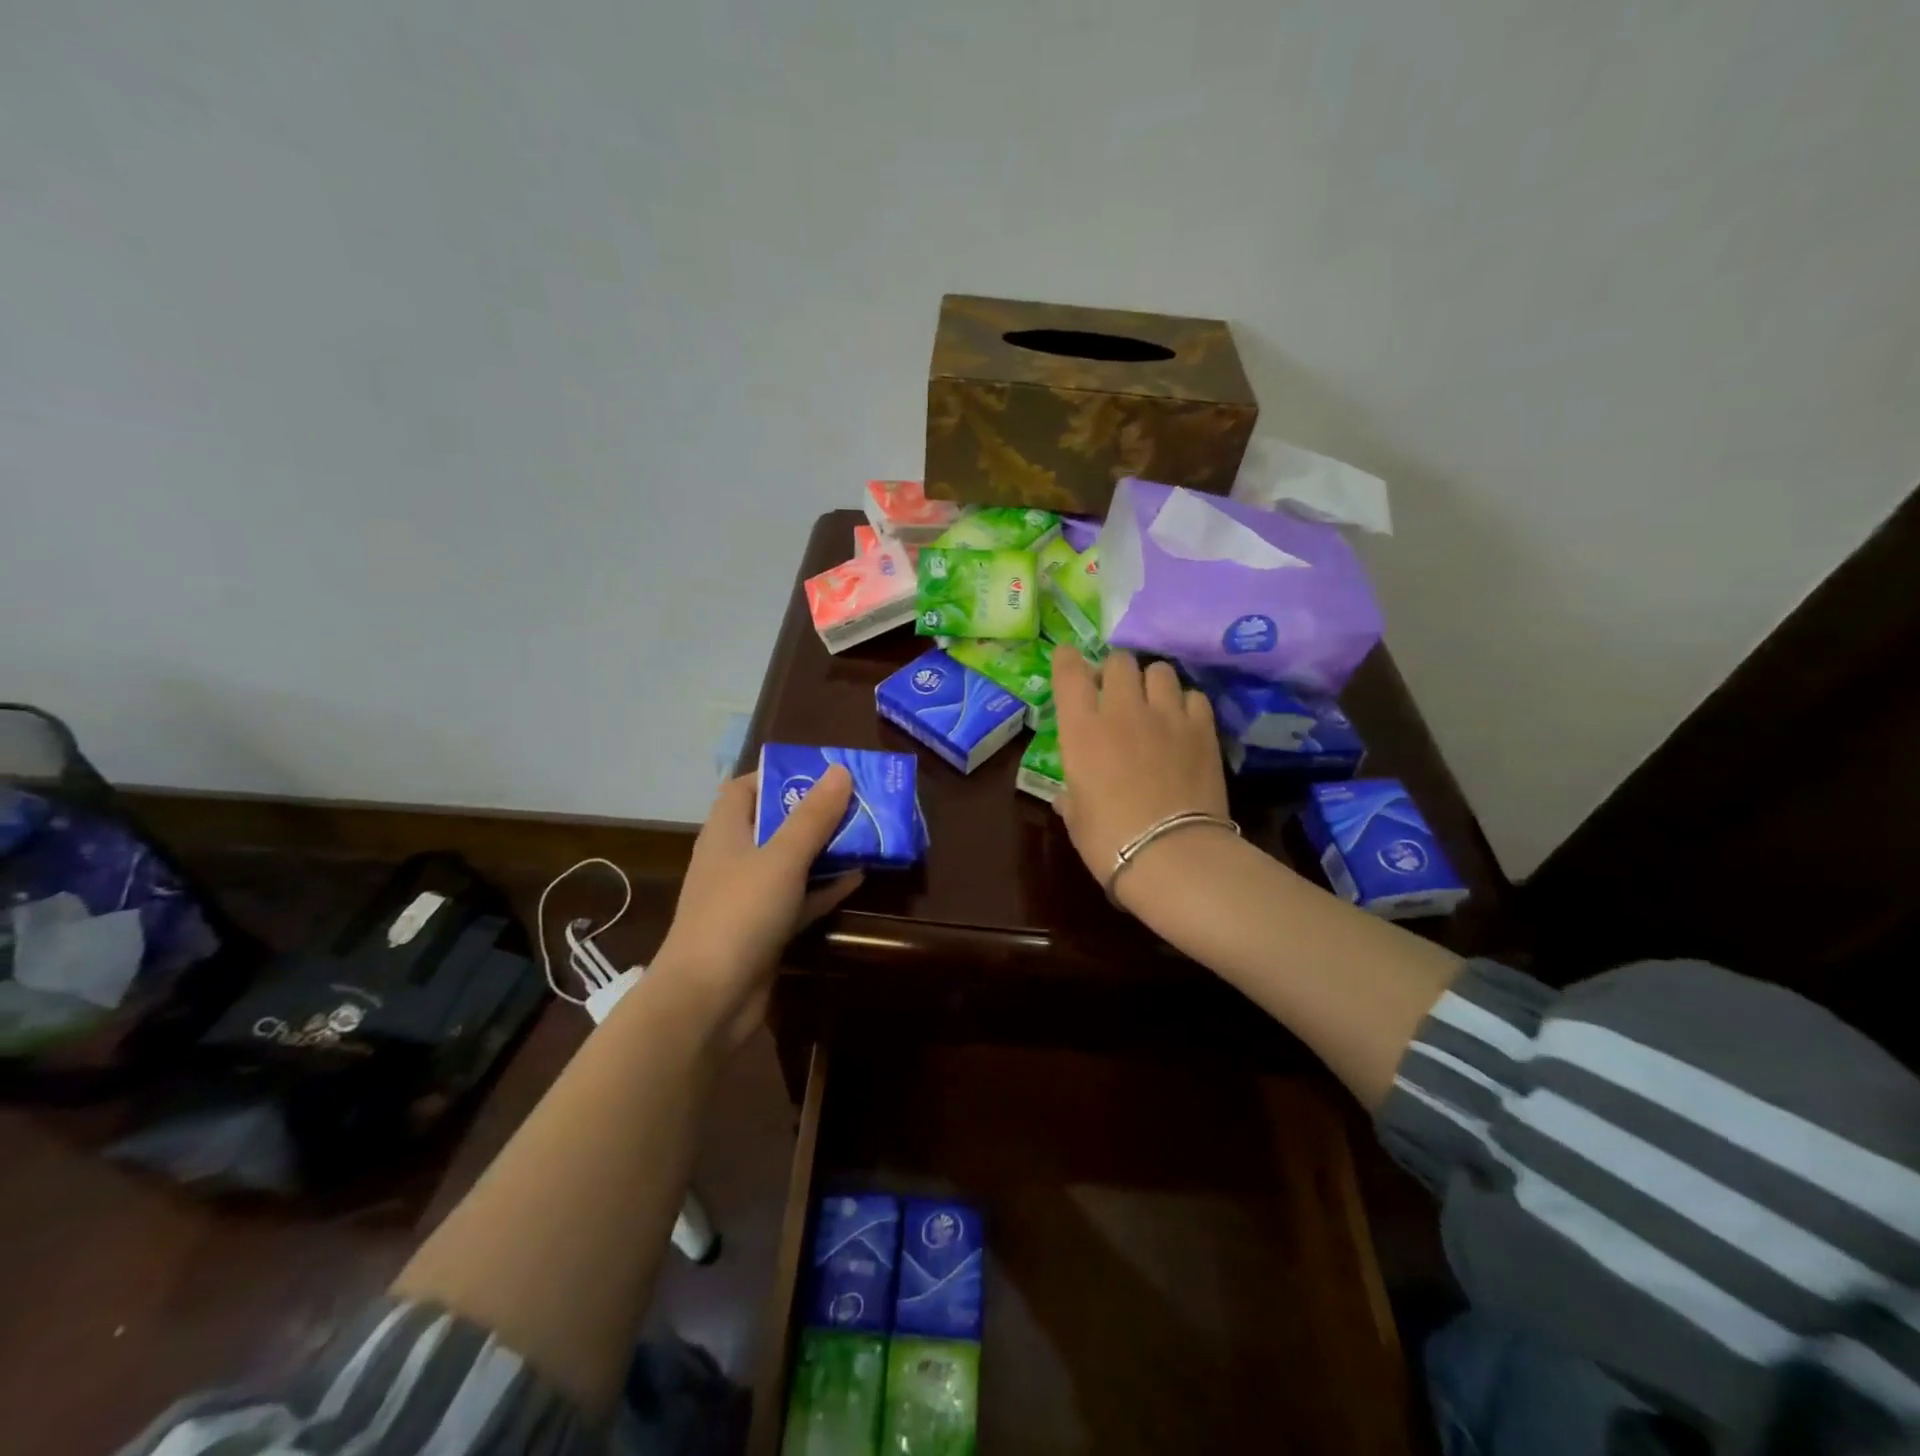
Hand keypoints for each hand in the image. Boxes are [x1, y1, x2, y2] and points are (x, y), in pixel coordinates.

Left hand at [652, 767, 862, 1045]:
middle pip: (774, 823)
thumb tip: (839, 770)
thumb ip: (813, 817)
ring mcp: (749, 896)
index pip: (744, 788)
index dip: (778, 775)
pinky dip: (824, 887)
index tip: (820, 772)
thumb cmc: (739, 914)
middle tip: (856, 801)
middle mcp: (734, 859)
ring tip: (866, 832)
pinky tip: (858, 877)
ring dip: (824, 849)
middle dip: (813, 812)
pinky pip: (799, 898)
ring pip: (791, 861)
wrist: (708, 1000)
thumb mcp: (782, 858)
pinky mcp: (764, 929)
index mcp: (726, 832)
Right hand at [1050, 646, 1230, 906]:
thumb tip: (1067, 796)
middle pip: (1119, 661)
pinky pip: (1194, 696)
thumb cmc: (1108, 840)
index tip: (1068, 659)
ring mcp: (1166, 716)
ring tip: (1153, 701)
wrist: (1170, 854)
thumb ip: (1070, 796)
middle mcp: (1122, 710)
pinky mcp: (1202, 729)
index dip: (1067, 659)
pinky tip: (1182, 721)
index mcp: (1081, 729)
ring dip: (1151, 681)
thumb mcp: (1076, 817)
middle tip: (1114, 691)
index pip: (1070, 672)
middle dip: (1114, 671)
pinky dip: (1185, 703)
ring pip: (1160, 670)